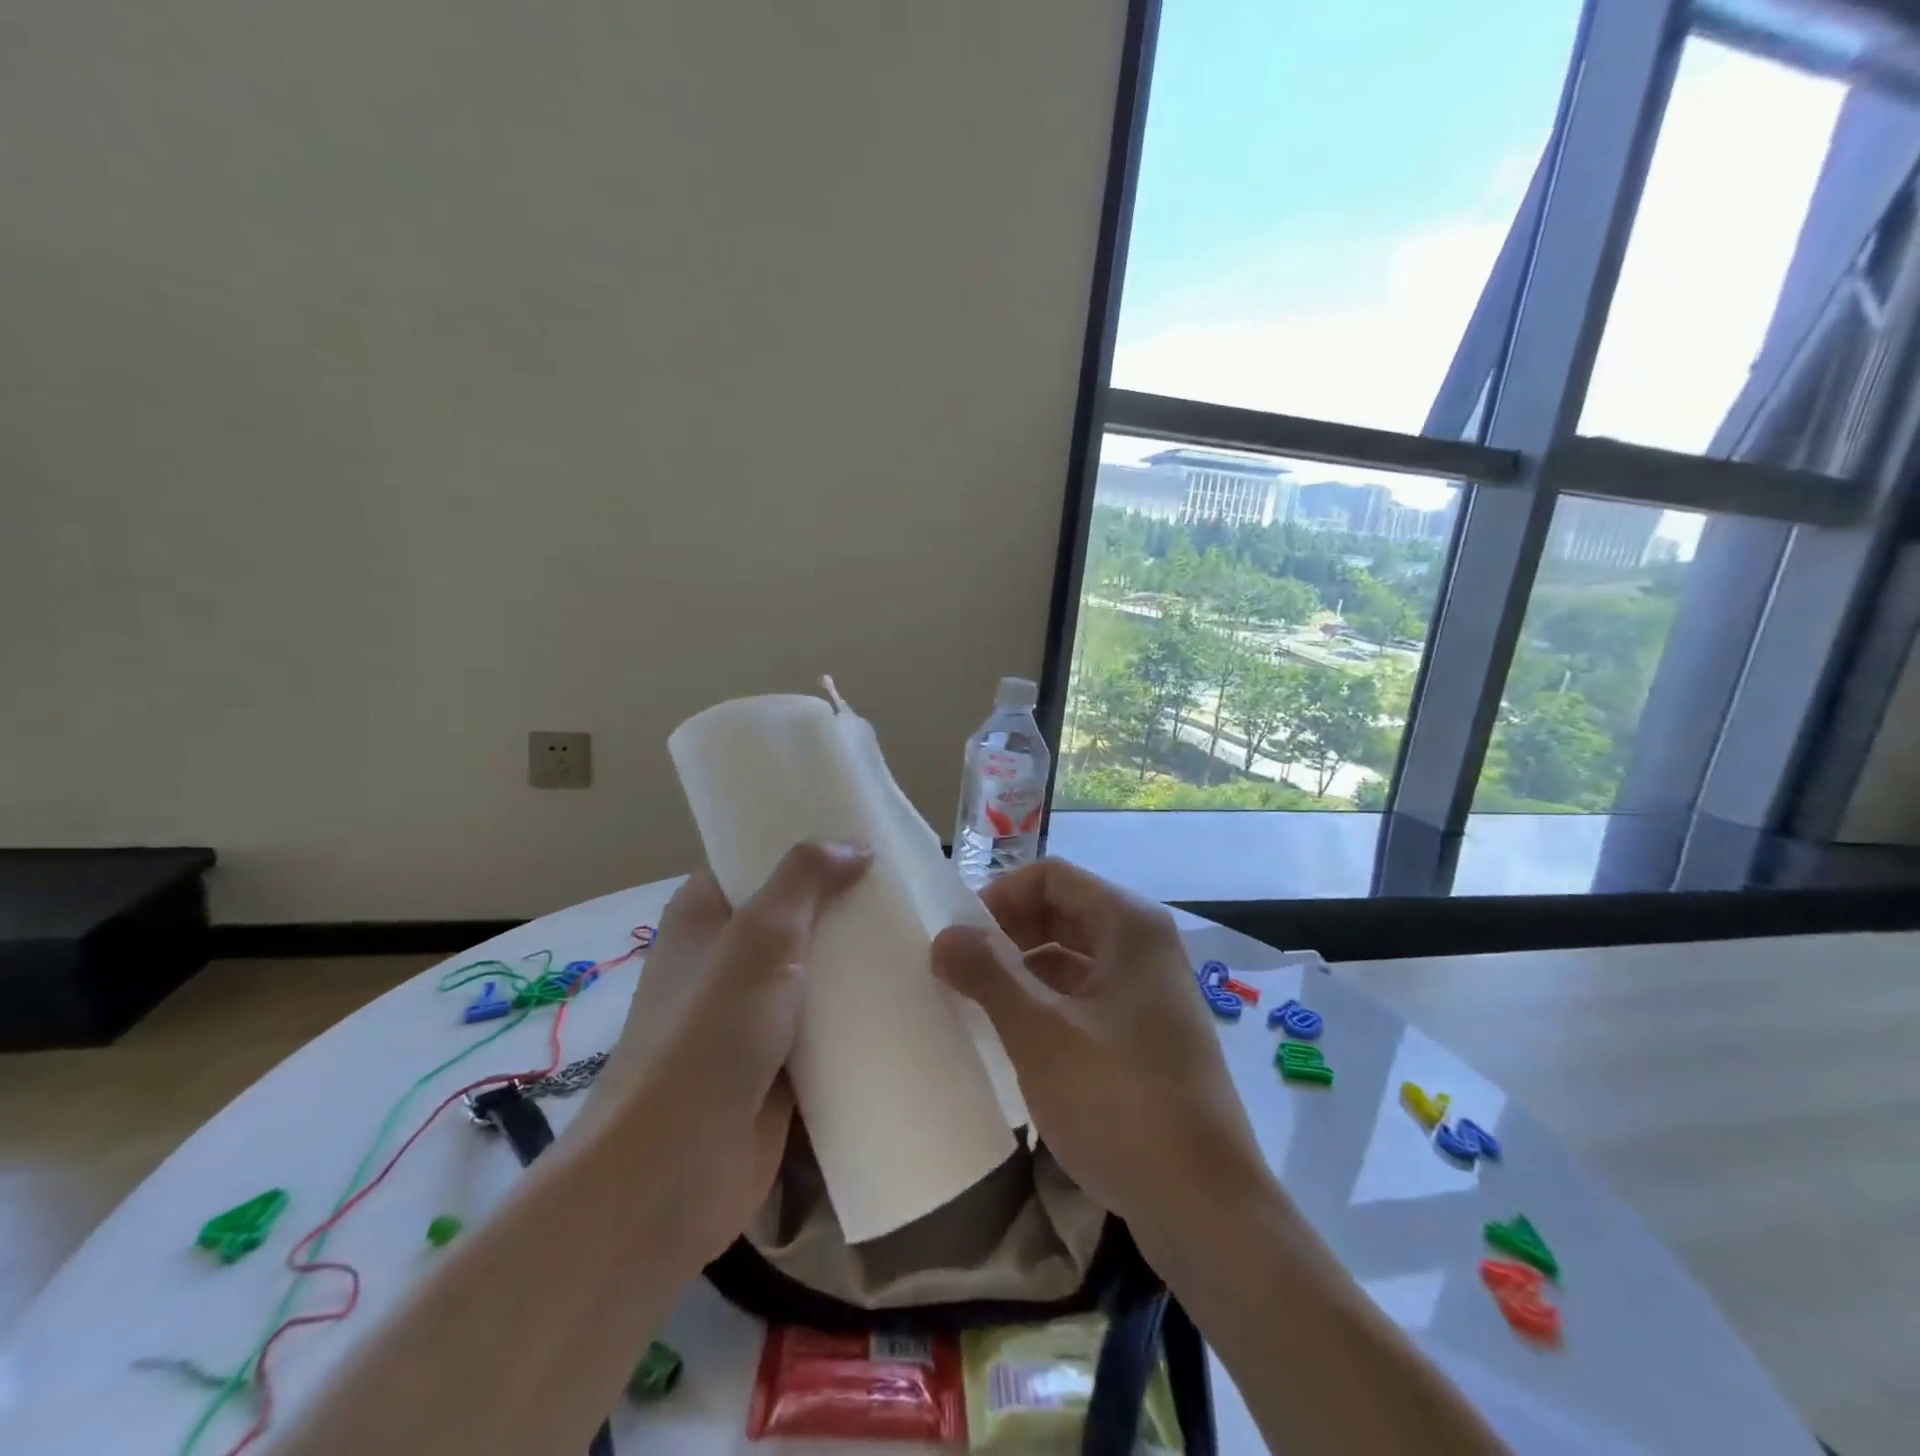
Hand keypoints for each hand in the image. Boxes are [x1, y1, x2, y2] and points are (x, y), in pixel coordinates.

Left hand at [581, 840, 870, 1272]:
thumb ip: (804, 878)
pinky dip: (862, 1015)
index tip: (864, 835)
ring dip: (860, 962)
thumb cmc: (708, 1034)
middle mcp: (727, 960)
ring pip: (817, 974)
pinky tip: (912, 997)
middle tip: (910, 886)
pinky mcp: (781, 1065)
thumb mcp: (759, 937)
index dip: (804, 844)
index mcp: (705, 917)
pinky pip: (829, 1027)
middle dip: (846, 905)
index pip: (755, 860)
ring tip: (924, 936)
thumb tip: (855, 845)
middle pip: (795, 917)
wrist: (674, 1171)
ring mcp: (754, 1016)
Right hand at [931, 860, 1267, 1261]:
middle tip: (961, 969)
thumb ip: (988, 974)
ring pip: (1074, 956)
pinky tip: (1017, 1035)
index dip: (1000, 896)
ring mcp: (1151, 990)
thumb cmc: (1120, 1103)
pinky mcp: (1149, 1033)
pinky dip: (1049, 1002)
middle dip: (1009, 932)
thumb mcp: (1040, 1034)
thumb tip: (945, 935)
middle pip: (1064, 911)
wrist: (1205, 1208)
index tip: (960, 937)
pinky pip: (1088, 995)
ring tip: (978, 1002)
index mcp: (1128, 925)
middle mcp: (1145, 945)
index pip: (1051, 877)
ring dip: (1025, 969)